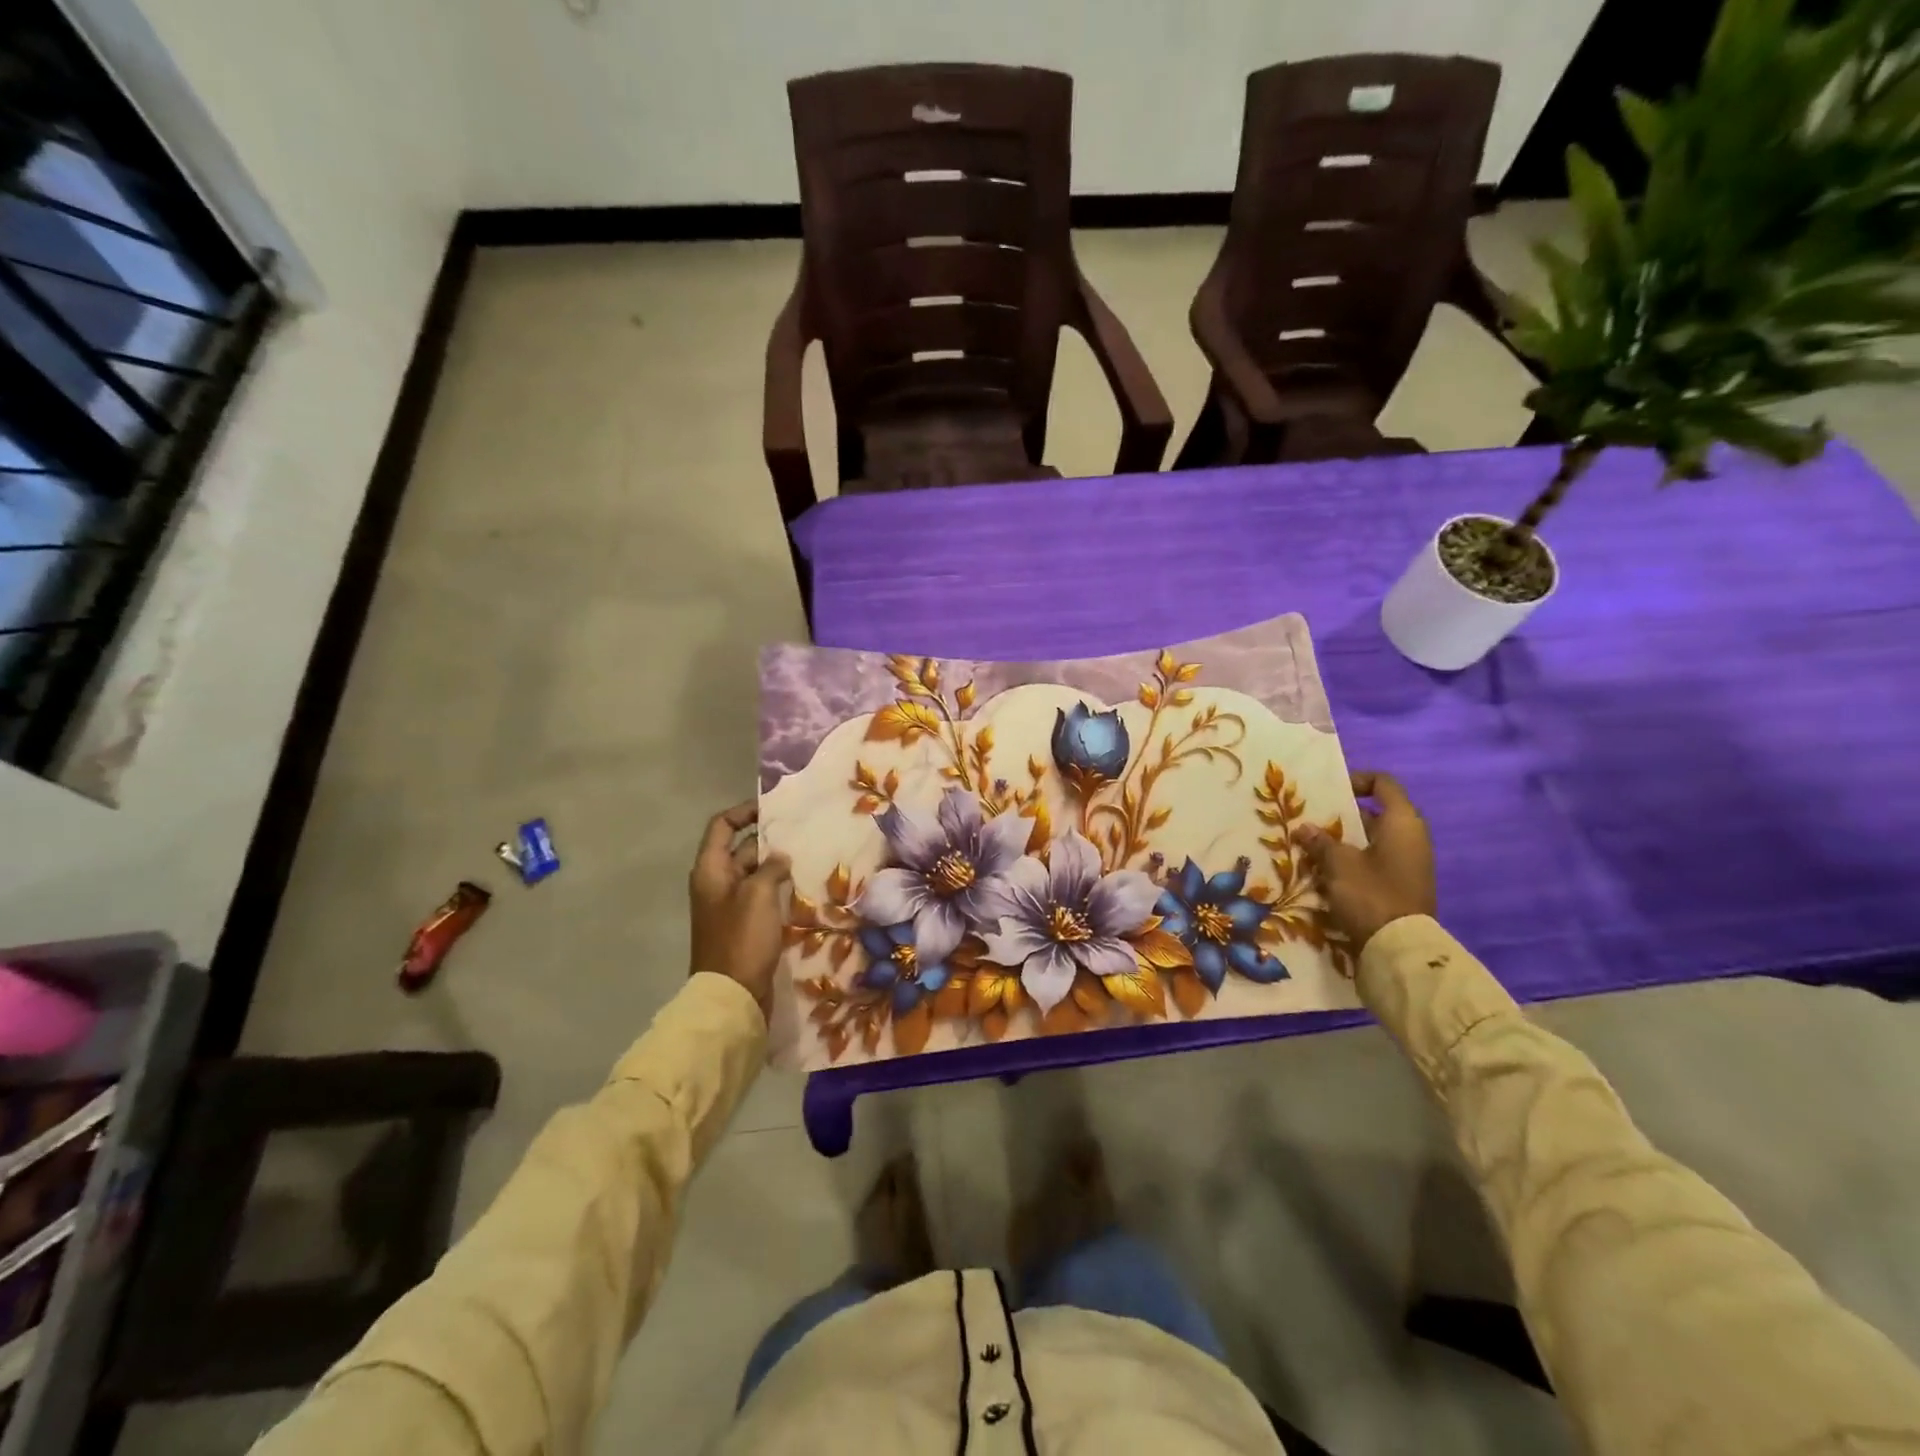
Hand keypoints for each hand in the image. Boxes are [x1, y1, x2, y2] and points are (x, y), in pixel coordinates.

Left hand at [689, 802, 791, 1018]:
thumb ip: (770, 868)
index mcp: (711, 870)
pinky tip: (802, 886)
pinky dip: (778, 888)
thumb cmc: (741, 939)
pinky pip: (761, 896)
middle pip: (740, 849)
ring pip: (754, 873)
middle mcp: (716, 883)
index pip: (722, 826)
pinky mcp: (744, 925)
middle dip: (768, 839)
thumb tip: (779, 857)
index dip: (744, 812)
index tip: (773, 809)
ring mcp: (730, 906)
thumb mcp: (758, 895)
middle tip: (802, 831)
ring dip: (776, 865)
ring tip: (808, 855)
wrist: (732, 995)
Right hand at [1298, 771, 1435, 954]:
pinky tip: (1323, 872)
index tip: (1329, 790)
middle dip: (1340, 816)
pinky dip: (1351, 861)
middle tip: (1309, 821)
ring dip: (1342, 841)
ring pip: (1370, 840)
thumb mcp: (1338, 863)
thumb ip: (1320, 841)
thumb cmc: (1370, 893)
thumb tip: (1304, 828)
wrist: (1399, 948)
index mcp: (1402, 822)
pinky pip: (1373, 862)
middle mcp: (1410, 837)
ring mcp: (1408, 863)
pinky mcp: (1401, 885)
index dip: (1356, 780)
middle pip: (1373, 814)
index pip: (1383, 784)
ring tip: (1310, 847)